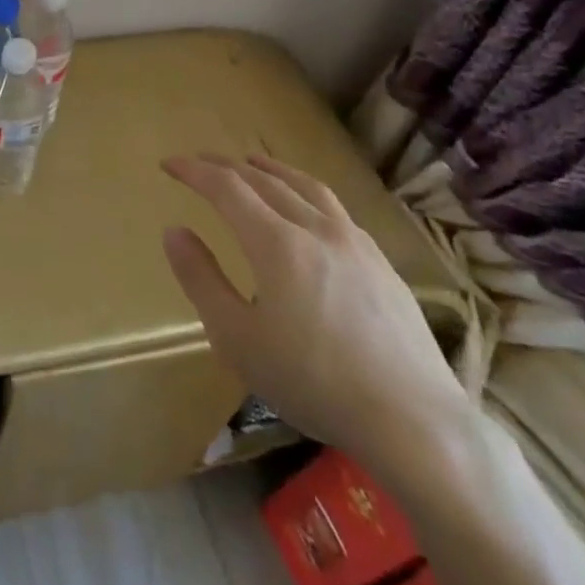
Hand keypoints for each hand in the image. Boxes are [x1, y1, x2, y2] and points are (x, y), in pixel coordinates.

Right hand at [161, 153, 467, 466]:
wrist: (415, 422)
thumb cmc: (314, 383)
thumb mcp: (238, 340)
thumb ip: (201, 280)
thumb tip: (174, 231)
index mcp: (277, 243)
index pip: (226, 187)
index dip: (194, 171)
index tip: (169, 164)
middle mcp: (315, 228)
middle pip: (263, 180)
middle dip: (225, 166)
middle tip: (200, 162)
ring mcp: (355, 242)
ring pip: (305, 186)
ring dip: (270, 169)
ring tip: (252, 164)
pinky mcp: (381, 263)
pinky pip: (334, 208)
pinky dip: (305, 191)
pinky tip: (307, 209)